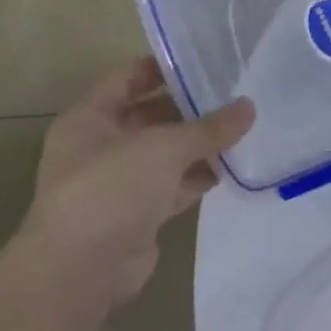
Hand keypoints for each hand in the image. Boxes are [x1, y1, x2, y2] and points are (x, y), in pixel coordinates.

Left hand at [15, 58, 253, 311]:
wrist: (81, 270)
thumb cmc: (111, 189)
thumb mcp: (164, 147)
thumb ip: (208, 128)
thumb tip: (249, 108)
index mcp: (89, 118)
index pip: (128, 78)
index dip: (164, 67)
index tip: (206, 60)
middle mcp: (100, 146)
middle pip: (150, 116)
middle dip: (189, 107)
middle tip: (235, 94)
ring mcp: (119, 183)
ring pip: (165, 154)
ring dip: (198, 145)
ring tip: (243, 128)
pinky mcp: (138, 214)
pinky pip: (174, 186)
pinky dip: (198, 177)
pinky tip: (233, 167)